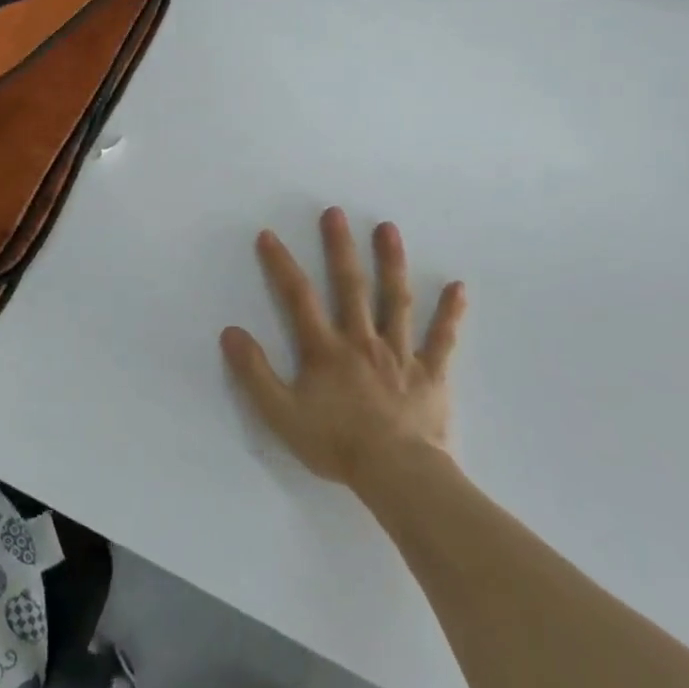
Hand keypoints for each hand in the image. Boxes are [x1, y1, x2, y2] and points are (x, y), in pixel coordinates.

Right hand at [221, 208, 465, 492]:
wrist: (398, 475)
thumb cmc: (336, 444)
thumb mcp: (281, 413)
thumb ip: (254, 372)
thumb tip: (230, 332)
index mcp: (325, 349)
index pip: (298, 297)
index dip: (281, 264)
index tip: (268, 234)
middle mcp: (361, 340)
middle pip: (350, 286)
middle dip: (340, 247)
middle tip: (335, 212)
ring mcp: (400, 354)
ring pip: (395, 300)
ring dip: (391, 262)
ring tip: (388, 228)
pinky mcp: (431, 373)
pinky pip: (441, 339)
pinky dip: (450, 313)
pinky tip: (457, 287)